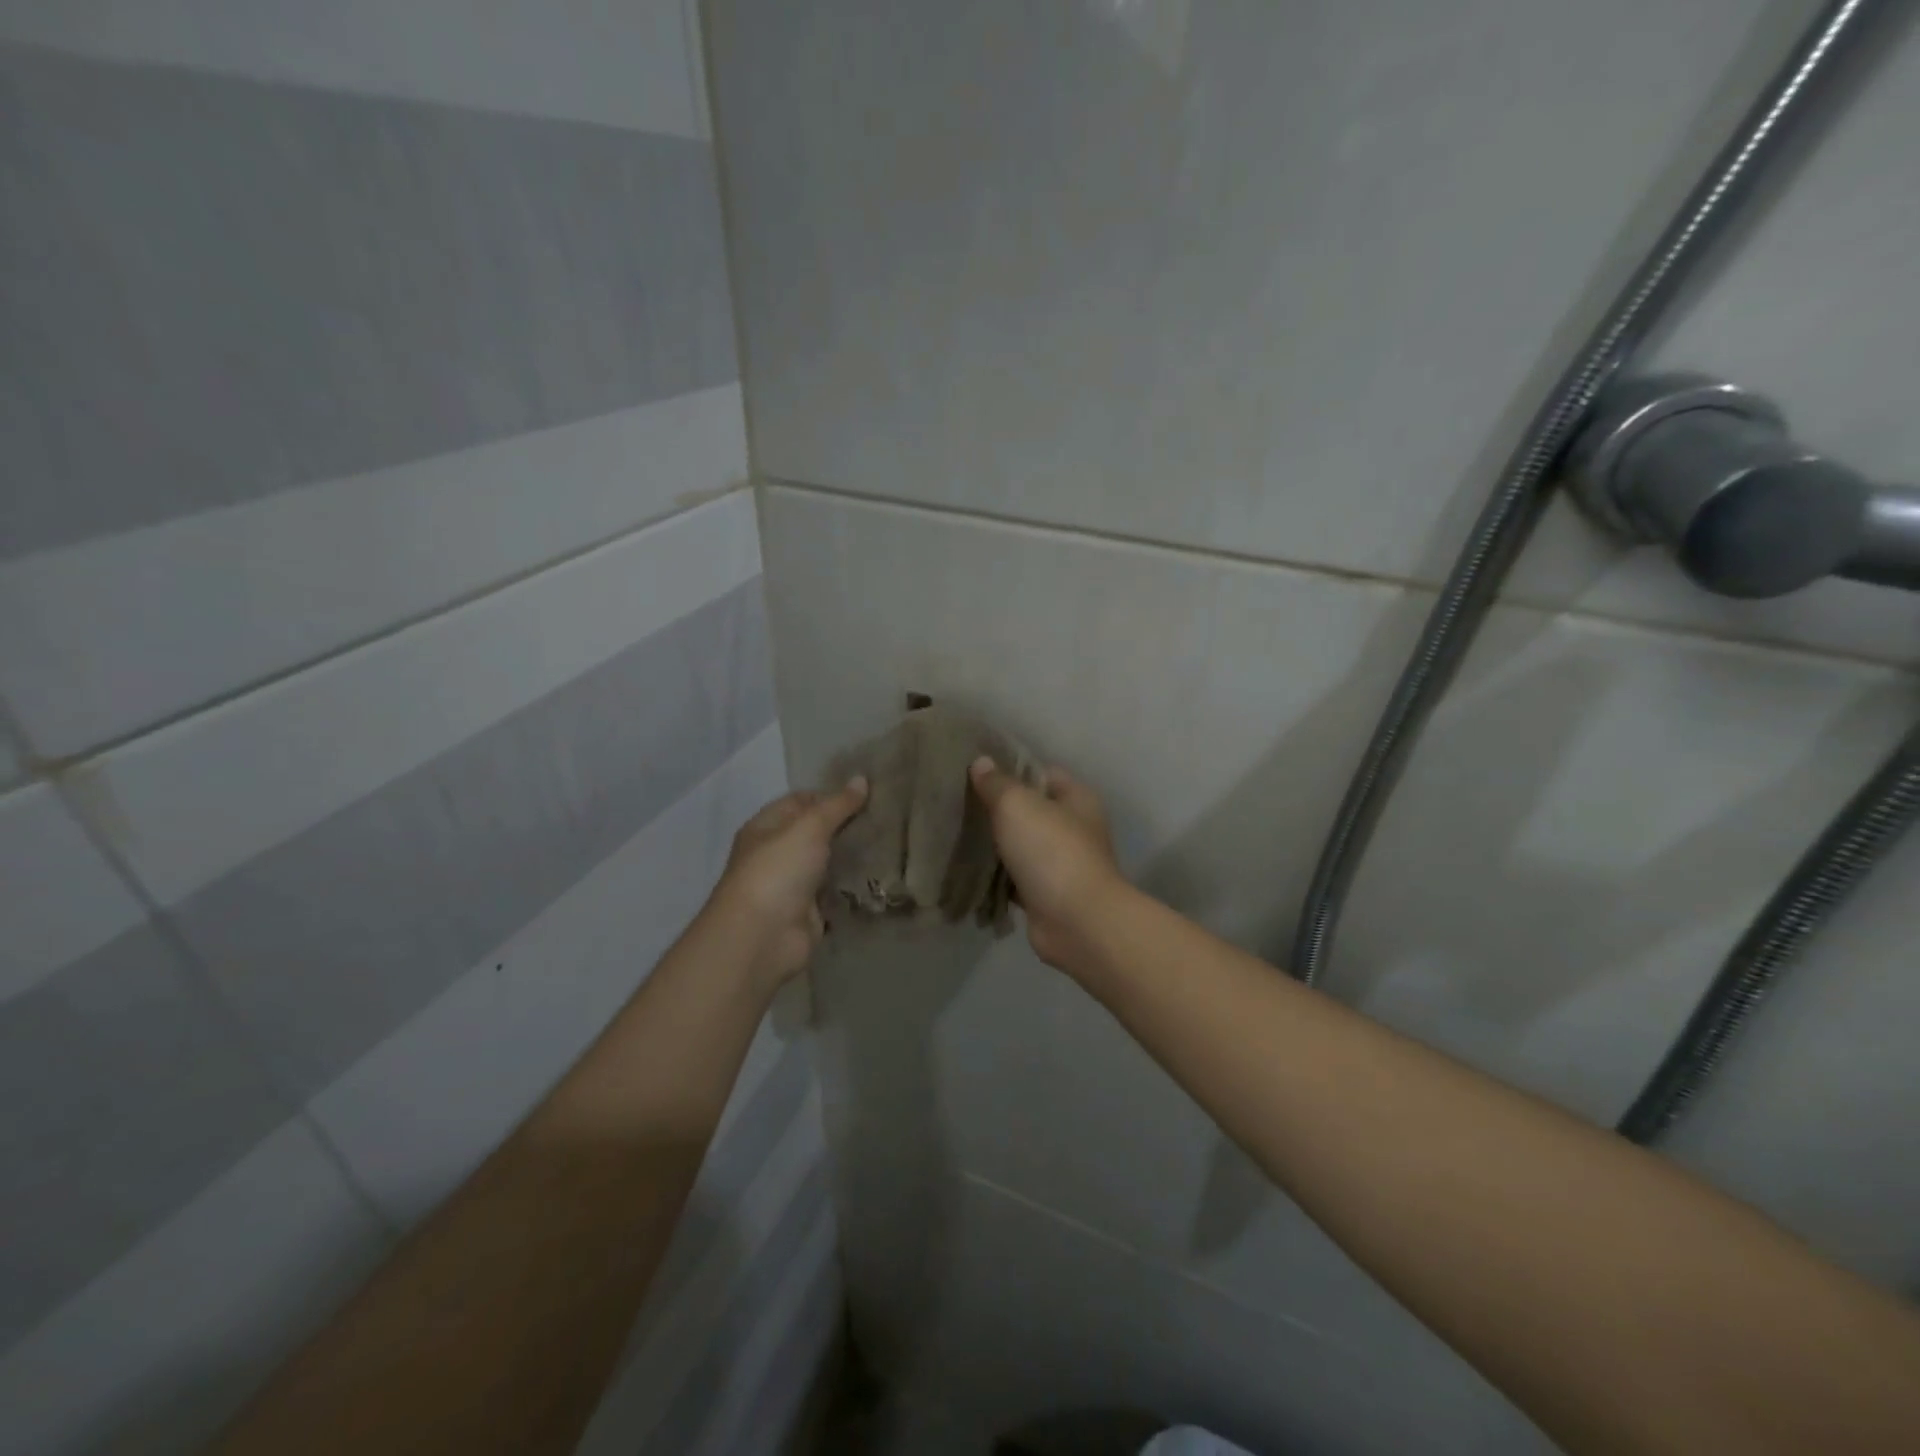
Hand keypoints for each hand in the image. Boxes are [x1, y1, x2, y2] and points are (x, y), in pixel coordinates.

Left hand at [708, 779, 867, 990]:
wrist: (762, 936)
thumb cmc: (778, 870)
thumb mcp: (809, 827)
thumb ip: (837, 805)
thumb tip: (861, 779)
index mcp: (766, 827)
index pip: (800, 801)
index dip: (830, 795)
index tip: (866, 794)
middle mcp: (776, 854)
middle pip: (815, 833)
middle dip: (846, 826)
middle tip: (885, 816)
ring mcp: (793, 885)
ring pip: (828, 863)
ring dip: (852, 856)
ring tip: (891, 842)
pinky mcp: (810, 912)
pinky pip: (835, 893)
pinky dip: (853, 886)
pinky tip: (882, 875)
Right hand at [968, 757, 1124, 968]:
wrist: (1076, 922)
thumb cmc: (1052, 851)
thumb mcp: (1018, 805)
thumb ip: (997, 783)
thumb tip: (981, 762)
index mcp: (1077, 799)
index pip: (1042, 773)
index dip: (1011, 768)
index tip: (975, 770)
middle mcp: (1074, 829)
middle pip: (1031, 810)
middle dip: (998, 807)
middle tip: (958, 801)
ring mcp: (1062, 864)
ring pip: (1021, 845)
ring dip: (995, 844)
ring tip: (956, 832)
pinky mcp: (1046, 895)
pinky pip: (1015, 878)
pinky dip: (996, 876)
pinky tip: (967, 869)